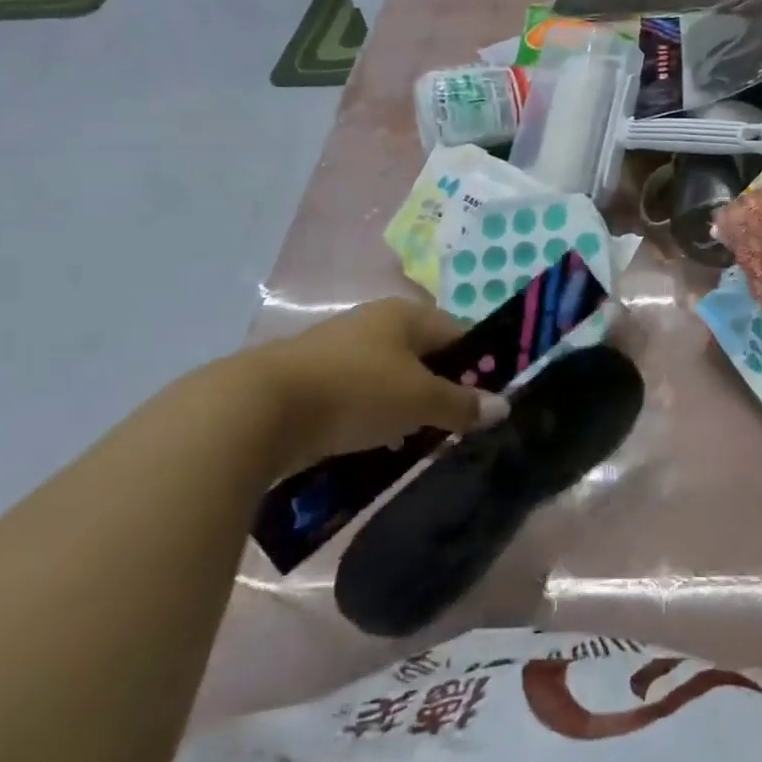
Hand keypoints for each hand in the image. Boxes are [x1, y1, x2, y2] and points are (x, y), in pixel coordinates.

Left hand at [257, 299, 508, 473]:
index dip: (480, 363)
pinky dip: (374, 419)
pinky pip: (359, 398)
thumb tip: (503, 407)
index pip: (459, 333)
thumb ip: (463, 404)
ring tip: (419, 443)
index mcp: (405, 315)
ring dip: (407, 409)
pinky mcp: (313, 382)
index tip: (489, 400)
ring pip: (391, 379)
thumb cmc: (356, 391)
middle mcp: (374, 324)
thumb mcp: (420, 400)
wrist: (258, 411)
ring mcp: (340, 351)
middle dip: (442, 391)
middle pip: (425, 356)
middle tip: (456, 426)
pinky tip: (377, 446)